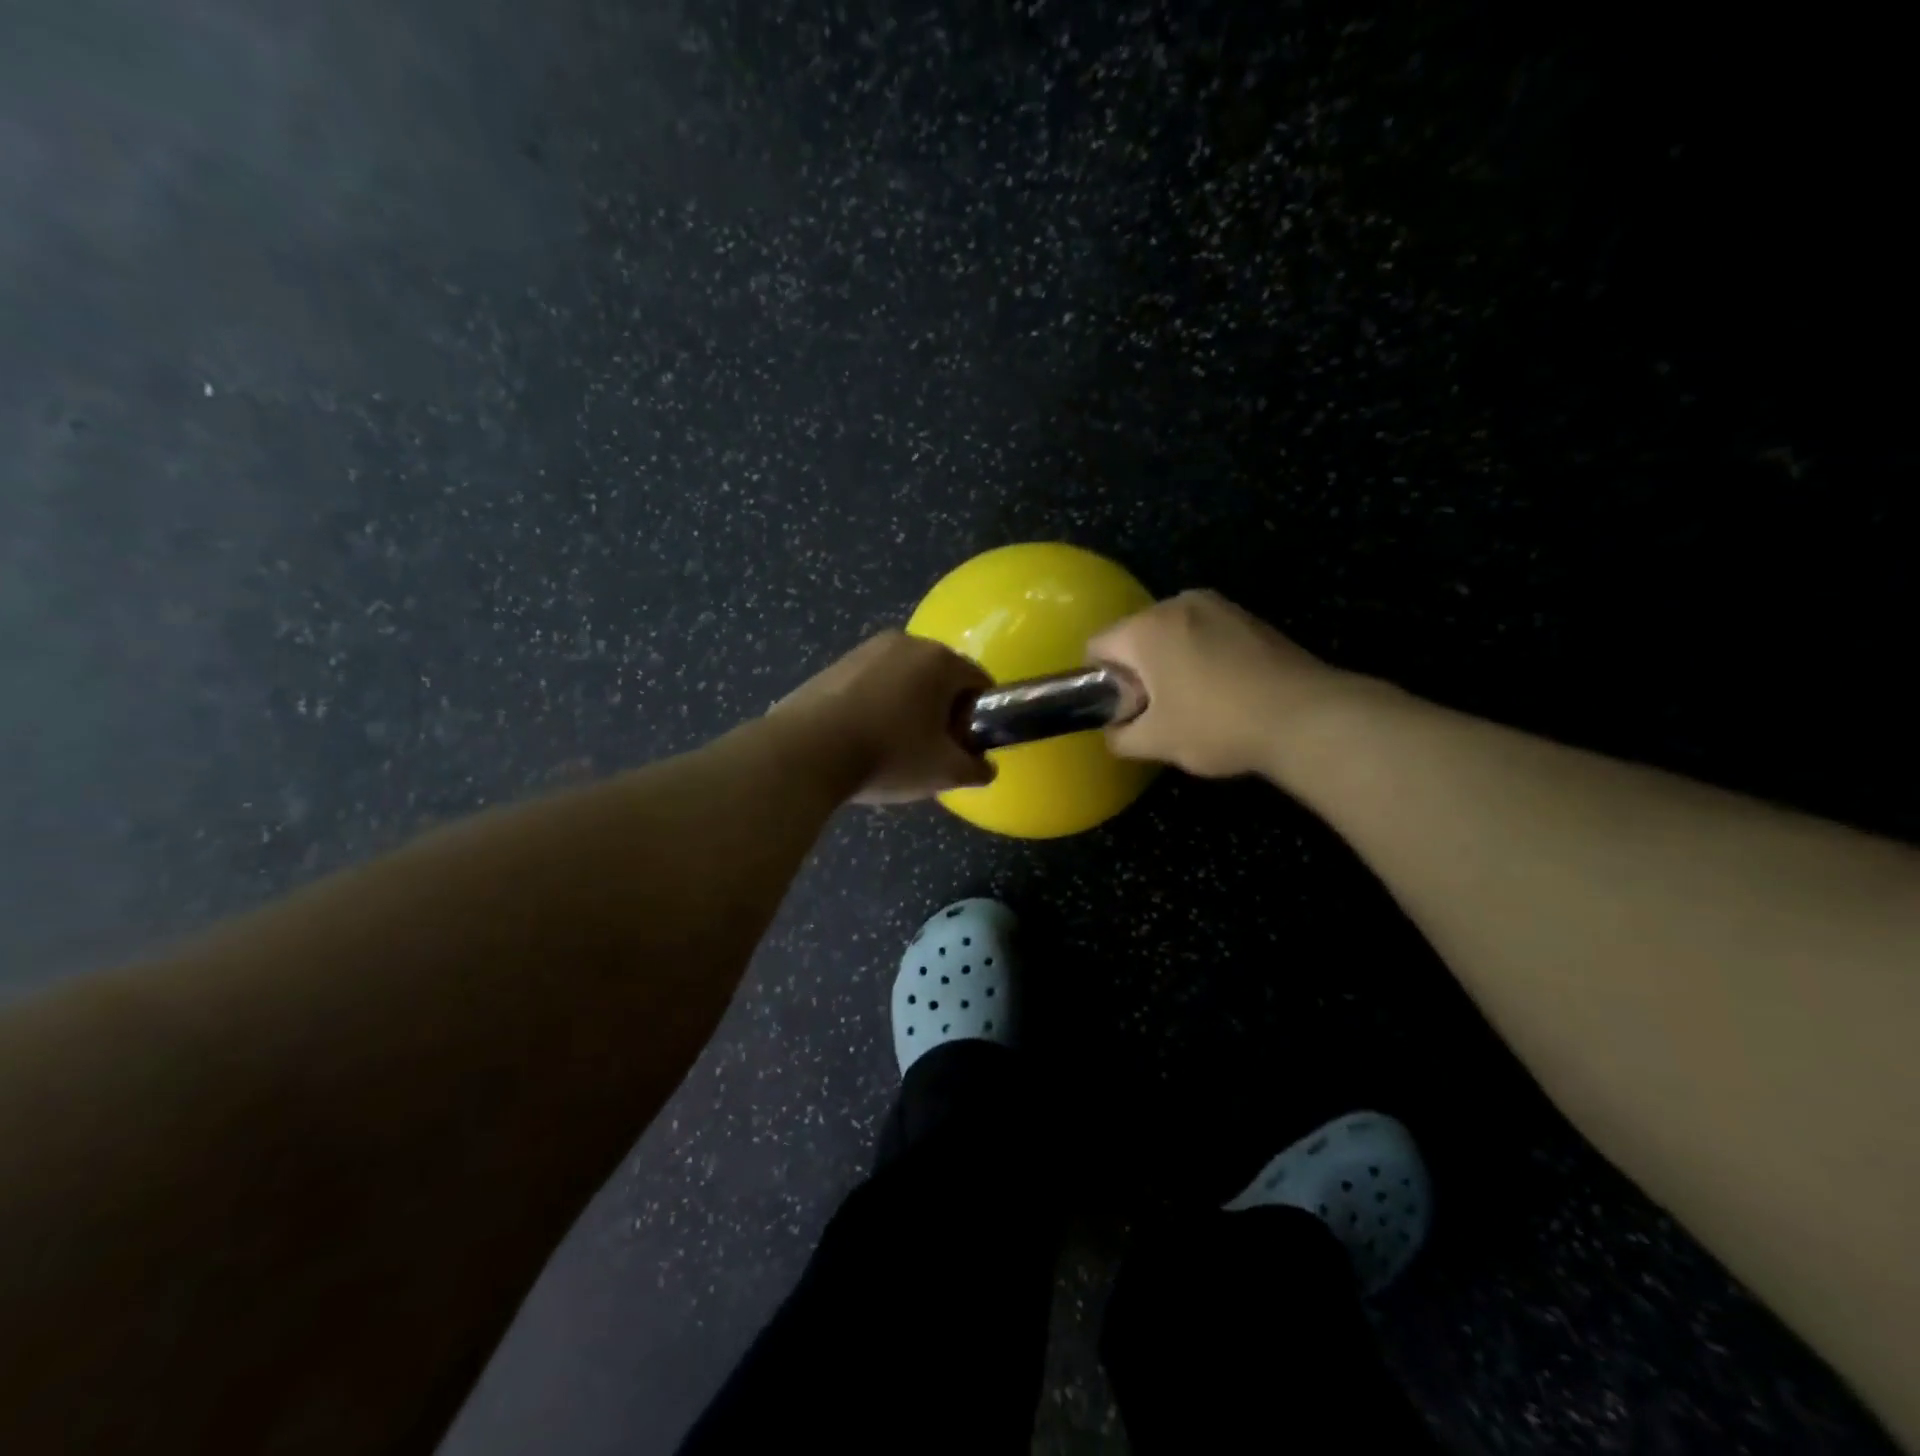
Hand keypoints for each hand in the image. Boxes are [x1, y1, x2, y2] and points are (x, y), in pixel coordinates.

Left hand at [771, 631, 995, 802]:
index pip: (979, 683)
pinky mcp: (835, 664)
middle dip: (943, 712)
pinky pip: (872, 683)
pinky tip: (863, 738)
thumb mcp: (944, 772)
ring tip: (893, 747)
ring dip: (909, 708)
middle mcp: (906, 642)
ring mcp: (866, 649)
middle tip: (930, 750)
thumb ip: (977, 769)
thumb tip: (984, 767)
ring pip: (905, 680)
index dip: (979, 718)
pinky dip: (877, 705)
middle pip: (941, 678)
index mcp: (940, 660)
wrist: (806, 752)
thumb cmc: (888, 755)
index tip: (963, 748)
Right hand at [1088, 590, 1346, 777]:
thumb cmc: (1217, 725)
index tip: (1120, 709)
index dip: (1098, 680)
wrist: (1306, 717)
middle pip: (1135, 636)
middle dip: (1137, 671)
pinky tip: (1223, 691)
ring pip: (1172, 635)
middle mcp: (1178, 604)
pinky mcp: (1250, 618)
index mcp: (1146, 628)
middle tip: (1155, 711)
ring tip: (1193, 703)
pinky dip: (1202, 658)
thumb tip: (1114, 732)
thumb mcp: (1156, 742)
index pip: (1097, 645)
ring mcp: (1219, 606)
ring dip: (1170, 664)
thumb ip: (1120, 737)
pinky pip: (1206, 634)